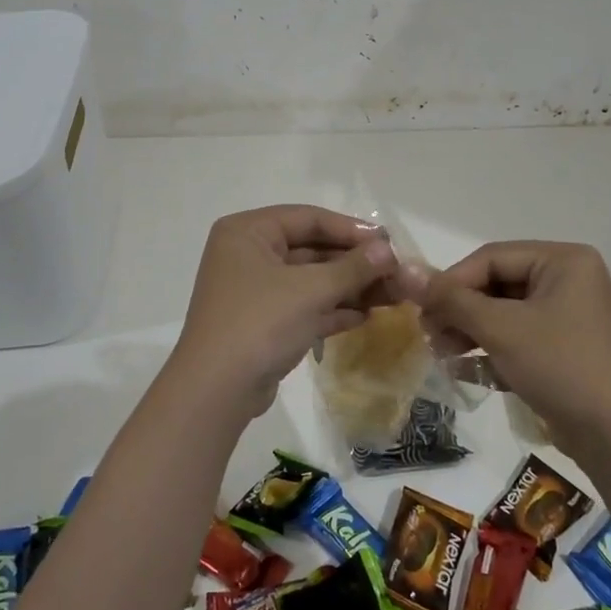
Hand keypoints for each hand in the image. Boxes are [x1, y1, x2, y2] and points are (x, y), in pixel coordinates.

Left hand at [168, 205, 398, 419]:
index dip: (351, 229)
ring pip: (310, 279)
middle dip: (354, 262)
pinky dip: (332, 308)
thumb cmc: (260, 323)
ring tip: (391, 295)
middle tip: (394, 272)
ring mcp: (254, 290)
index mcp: (248, 231)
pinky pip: (303, 305)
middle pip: (311, 248)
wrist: (216, 391)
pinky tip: (366, 315)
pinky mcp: (262, 322)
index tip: (388, 243)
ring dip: (348, 287)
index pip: (308, 218)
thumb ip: (352, 267)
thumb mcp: (311, 290)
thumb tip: (388, 251)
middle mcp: (248, 253)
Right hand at [401, 241, 610, 452]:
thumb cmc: (560, 366)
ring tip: (441, 354)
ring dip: (469, 332)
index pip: (492, 257)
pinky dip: (490, 350)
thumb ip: (451, 299)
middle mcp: (568, 280)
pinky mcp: (564, 349)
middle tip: (429, 334)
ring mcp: (568, 316)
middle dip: (460, 311)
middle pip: (496, 284)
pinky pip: (518, 338)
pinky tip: (461, 371)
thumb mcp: (501, 329)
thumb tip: (406, 271)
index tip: (421, 309)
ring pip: (504, 313)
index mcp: (564, 260)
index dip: (452, 281)